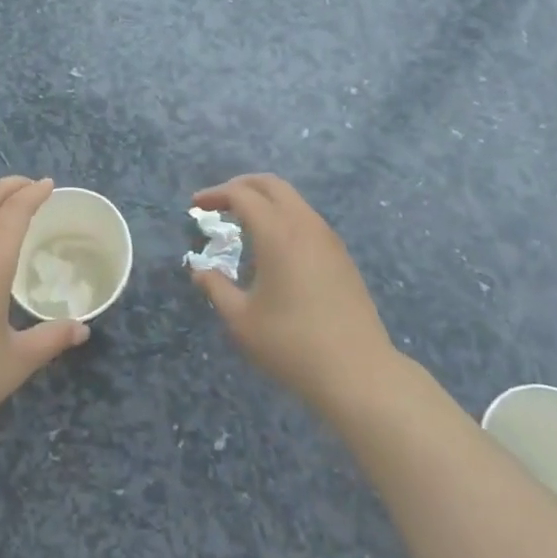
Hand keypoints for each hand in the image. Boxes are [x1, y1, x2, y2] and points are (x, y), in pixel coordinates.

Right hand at [189, 174, 400, 419]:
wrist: (359, 373)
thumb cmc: (292, 344)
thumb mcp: (242, 320)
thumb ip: (216, 288)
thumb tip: (200, 271)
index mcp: (277, 232)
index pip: (242, 195)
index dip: (216, 194)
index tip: (197, 205)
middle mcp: (304, 224)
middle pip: (271, 184)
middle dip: (242, 186)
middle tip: (220, 202)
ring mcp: (328, 238)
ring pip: (293, 200)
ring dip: (265, 201)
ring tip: (244, 224)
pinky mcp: (342, 256)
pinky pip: (307, 219)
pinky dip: (284, 217)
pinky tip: (274, 248)